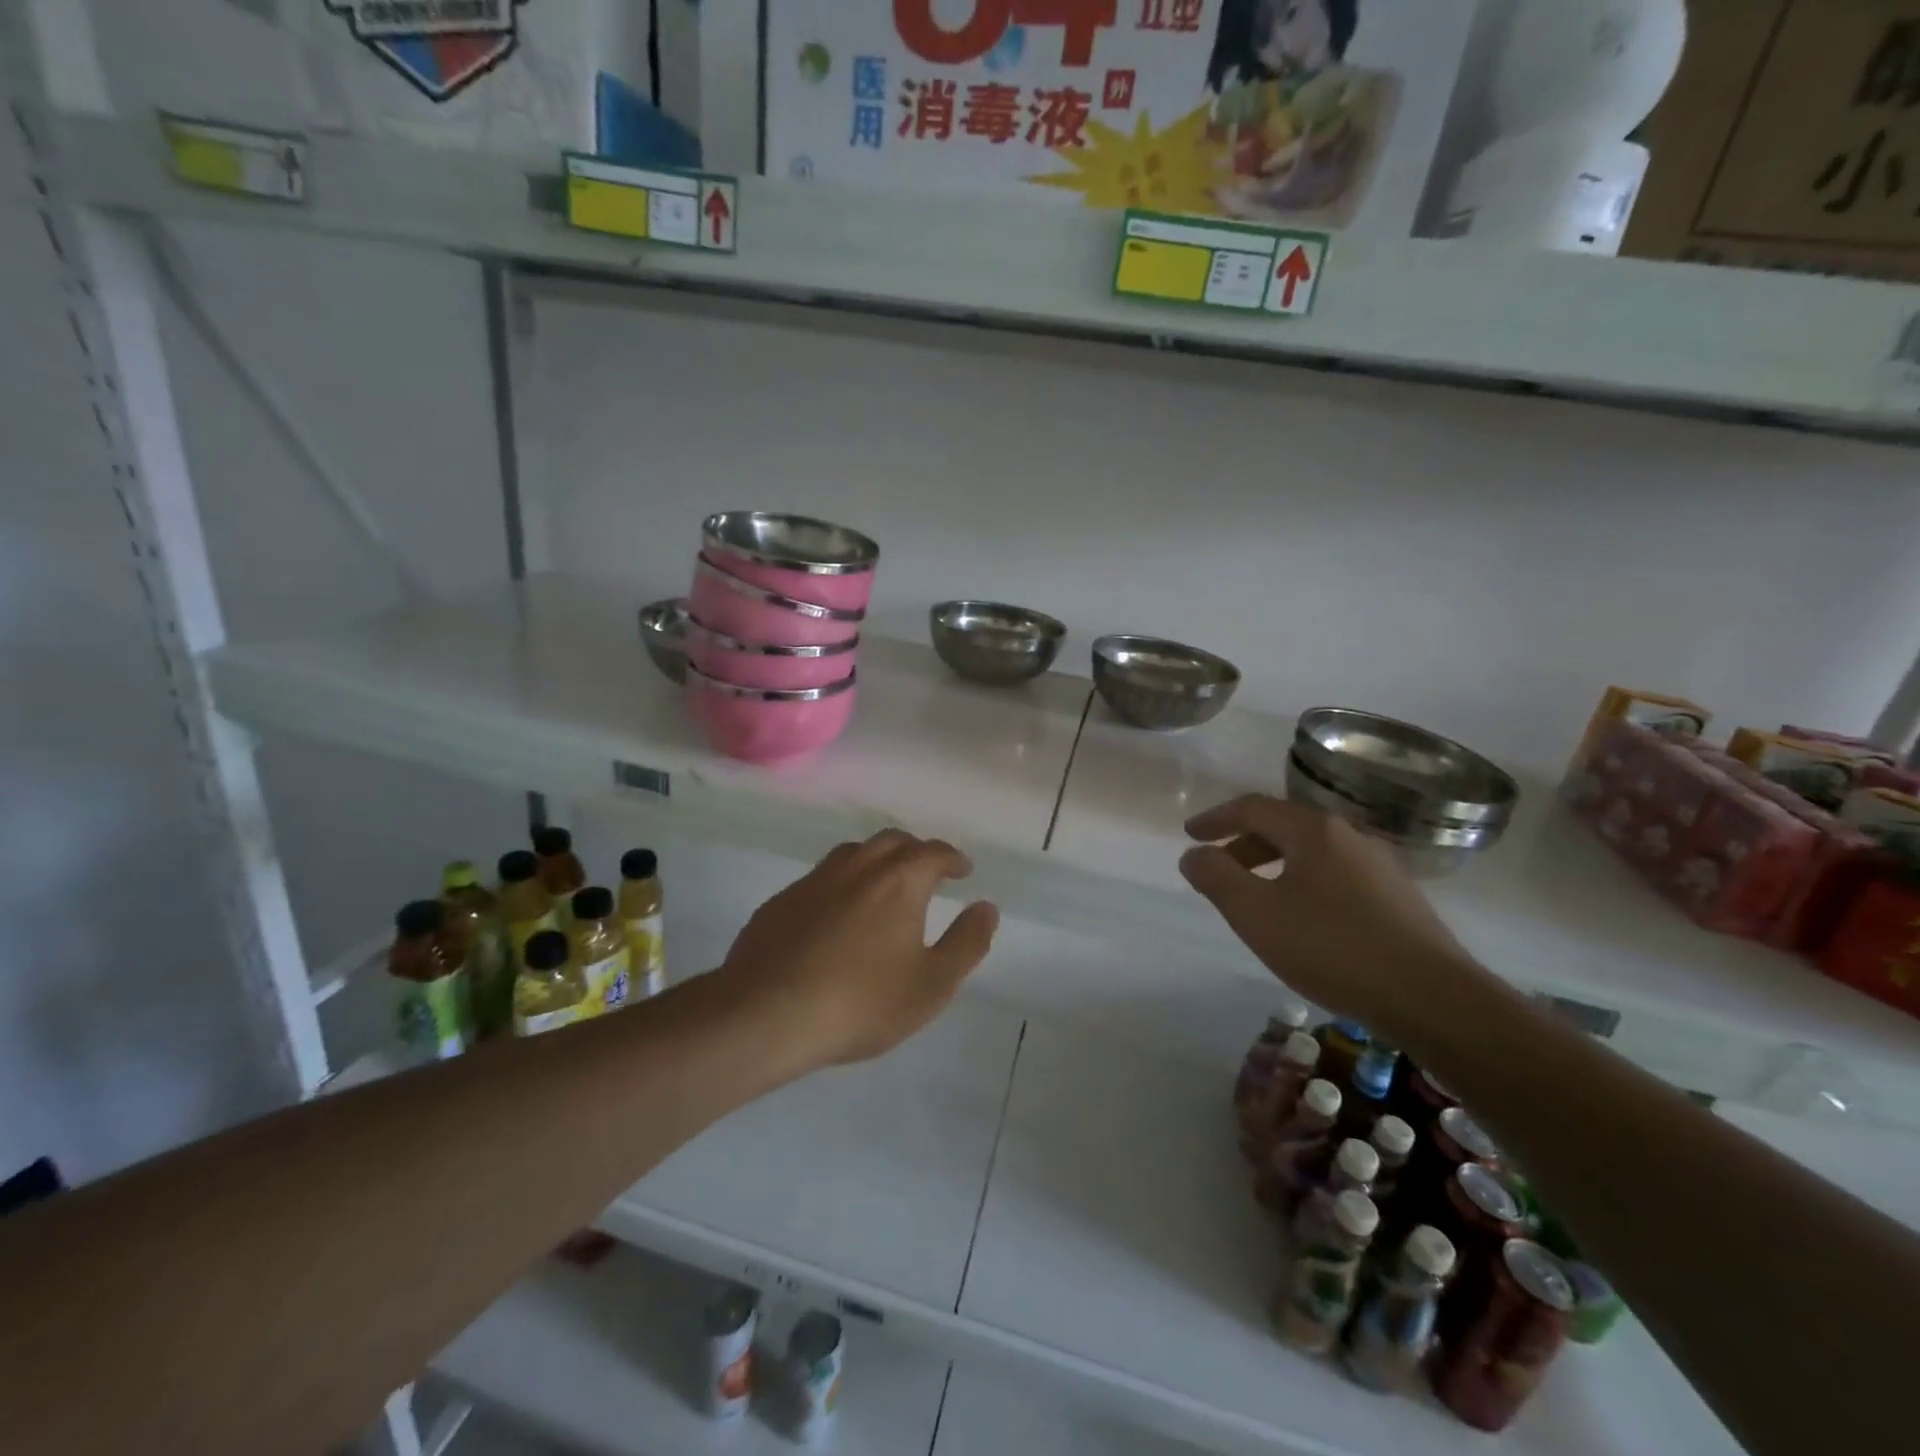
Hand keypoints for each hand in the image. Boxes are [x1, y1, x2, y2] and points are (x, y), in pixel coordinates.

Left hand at [717, 829, 999, 1070]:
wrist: (766, 1014)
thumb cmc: (862, 1001)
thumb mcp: (932, 984)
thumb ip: (966, 943)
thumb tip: (987, 907)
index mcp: (899, 880)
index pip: (934, 852)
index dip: (953, 859)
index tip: (963, 871)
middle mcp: (857, 866)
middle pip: (892, 841)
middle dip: (916, 851)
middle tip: (927, 872)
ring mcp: (814, 880)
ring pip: (853, 854)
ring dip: (876, 860)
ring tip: (884, 886)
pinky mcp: (781, 901)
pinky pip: (821, 878)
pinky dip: (841, 884)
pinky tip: (837, 915)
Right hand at [1179, 795, 1488, 1043]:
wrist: (1433, 999)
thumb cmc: (1332, 947)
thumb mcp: (1256, 913)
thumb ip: (1216, 878)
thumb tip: (1193, 855)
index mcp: (1314, 830)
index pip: (1253, 808)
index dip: (1216, 819)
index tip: (1190, 834)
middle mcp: (1349, 836)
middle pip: (1284, 827)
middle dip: (1243, 845)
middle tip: (1216, 870)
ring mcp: (1379, 867)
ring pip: (1311, 854)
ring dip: (1273, 866)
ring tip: (1255, 899)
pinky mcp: (1397, 899)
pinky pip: (1334, 876)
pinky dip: (1302, 884)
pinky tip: (1302, 921)